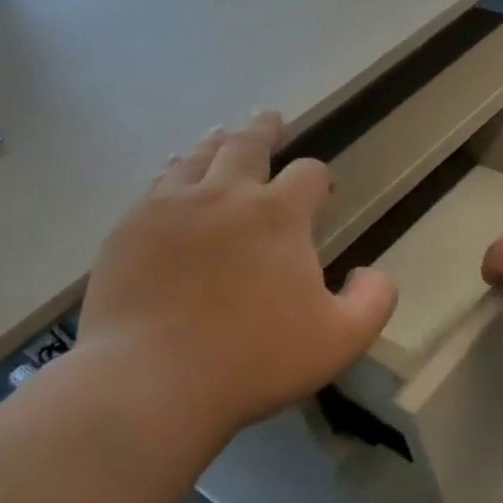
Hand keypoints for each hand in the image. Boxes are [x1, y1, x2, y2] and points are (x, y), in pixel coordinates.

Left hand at [72, 114, 396, 456]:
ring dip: (218, 143)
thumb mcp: (341, 339)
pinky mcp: (129, 228)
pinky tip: (173, 176)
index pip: (308, 174)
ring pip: (198, 156)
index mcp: (279, 215)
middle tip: (271, 119)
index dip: (320, 177)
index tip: (322, 190)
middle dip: (265, 131)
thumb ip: (374, 300)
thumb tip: (373, 271)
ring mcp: (170, 207)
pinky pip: (156, 185)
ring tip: (223, 135)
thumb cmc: (254, 360)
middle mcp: (225, 195)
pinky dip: (174, 172)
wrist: (150, 382)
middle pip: (247, 145)